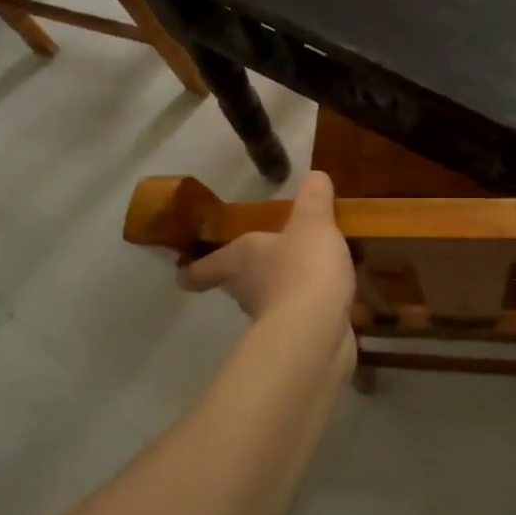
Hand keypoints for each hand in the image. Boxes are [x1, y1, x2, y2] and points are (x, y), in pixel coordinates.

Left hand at [177, 171, 355, 331]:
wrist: (317, 332)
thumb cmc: (303, 268)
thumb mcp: (313, 223)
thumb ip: (314, 199)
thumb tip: (314, 175)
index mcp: (240, 258)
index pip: (203, 268)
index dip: (193, 269)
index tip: (182, 271)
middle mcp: (246, 289)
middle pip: (237, 281)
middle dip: (248, 272)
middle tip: (267, 255)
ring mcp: (271, 318)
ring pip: (271, 299)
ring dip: (284, 288)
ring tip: (310, 270)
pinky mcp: (297, 338)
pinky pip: (301, 316)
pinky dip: (311, 307)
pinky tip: (333, 295)